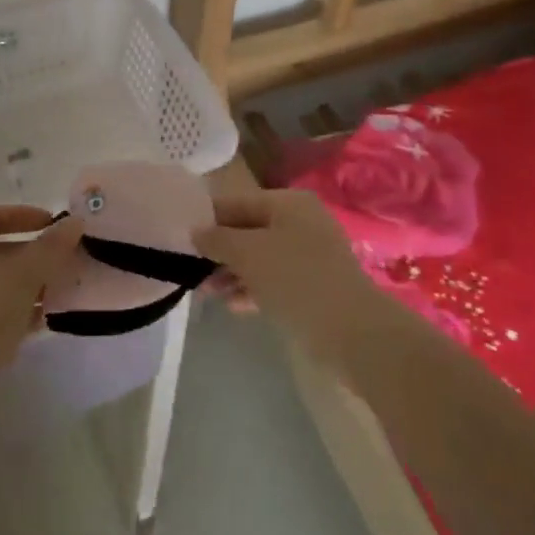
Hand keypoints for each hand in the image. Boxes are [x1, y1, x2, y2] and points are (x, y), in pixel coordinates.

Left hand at [0, 206, 81, 399]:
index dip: (22, 214)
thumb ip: (51, 247)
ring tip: (62, 290)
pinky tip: (45, 321)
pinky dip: (20, 310)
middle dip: (33, 253)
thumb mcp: (23, 275)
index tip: (52, 224)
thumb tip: (74, 221)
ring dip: (30, 283)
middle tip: (65, 259)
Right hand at [193, 190, 391, 366]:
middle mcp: (300, 222)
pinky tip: (233, 306)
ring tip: (206, 293)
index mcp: (288, 203)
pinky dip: (253, 288)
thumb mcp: (248, 253)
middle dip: (219, 251)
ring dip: (232, 273)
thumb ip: (218, 239)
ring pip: (260, 258)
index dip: (207, 219)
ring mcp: (310, 255)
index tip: (180, 238)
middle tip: (191, 271)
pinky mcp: (314, 286)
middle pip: (248, 230)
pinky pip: (274, 280)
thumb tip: (196, 232)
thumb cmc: (296, 279)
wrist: (353, 332)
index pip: (237, 202)